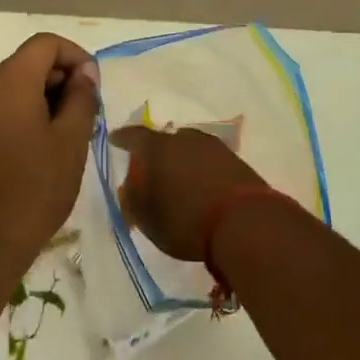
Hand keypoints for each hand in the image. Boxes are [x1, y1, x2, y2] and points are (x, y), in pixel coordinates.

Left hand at [0, 33, 99, 274]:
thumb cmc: (34, 188)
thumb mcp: (71, 141)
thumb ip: (81, 98)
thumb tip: (84, 73)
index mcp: (10, 82)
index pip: (46, 44)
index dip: (76, 56)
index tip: (94, 88)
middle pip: (30, 62)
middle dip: (63, 79)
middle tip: (88, 115)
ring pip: (17, 87)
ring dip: (48, 99)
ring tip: (71, 134)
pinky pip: (4, 110)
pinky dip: (29, 115)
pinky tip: (46, 150)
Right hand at [109, 124, 266, 260]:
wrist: (243, 223)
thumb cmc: (184, 220)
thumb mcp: (146, 218)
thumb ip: (132, 199)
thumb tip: (129, 188)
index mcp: (157, 147)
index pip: (133, 136)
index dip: (123, 139)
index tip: (115, 140)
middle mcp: (184, 138)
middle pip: (164, 140)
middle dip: (155, 153)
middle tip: (150, 169)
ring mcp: (212, 146)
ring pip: (188, 148)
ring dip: (181, 160)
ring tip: (177, 179)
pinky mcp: (235, 160)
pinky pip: (208, 160)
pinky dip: (200, 169)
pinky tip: (200, 185)